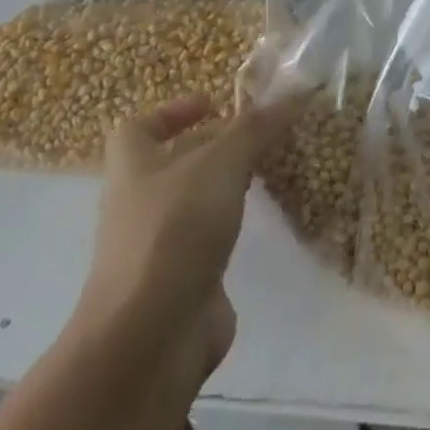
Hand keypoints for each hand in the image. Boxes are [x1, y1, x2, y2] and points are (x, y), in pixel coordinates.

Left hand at [73, 94, 299, 390]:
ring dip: (226, 186)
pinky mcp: (181, 283)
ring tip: (270, 171)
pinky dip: (232, 229)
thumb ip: (257, 128)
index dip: (173, 111)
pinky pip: (207, 242)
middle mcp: (139, 204)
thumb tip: (296, 90)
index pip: (139, 128)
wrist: (149, 339)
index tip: (216, 105)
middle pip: (173, 163)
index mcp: (133, 168)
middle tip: (262, 135)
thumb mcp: (221, 164)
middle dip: (214, 146)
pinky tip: (262, 223)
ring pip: (193, 203)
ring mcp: (157, 248)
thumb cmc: (174, 232)